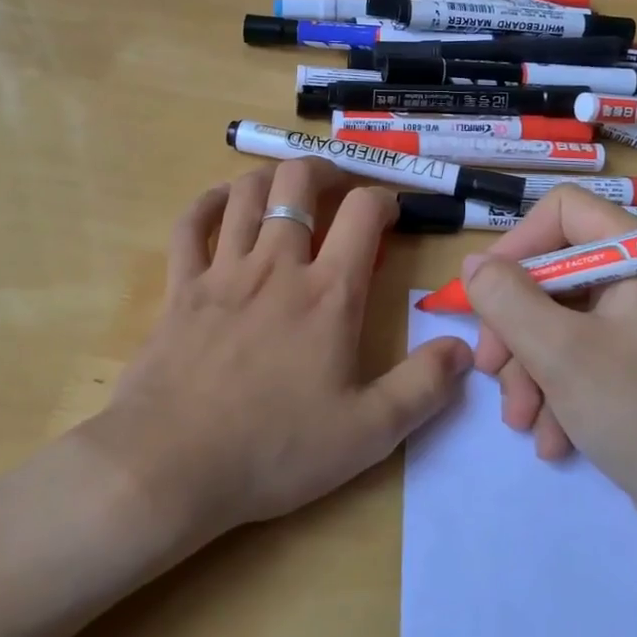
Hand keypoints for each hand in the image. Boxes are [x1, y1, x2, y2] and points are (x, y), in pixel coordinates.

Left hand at [87, 162, 473, 543]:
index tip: (391, 212)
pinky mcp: (180, 287)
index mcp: (328, 294)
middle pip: (298, 183)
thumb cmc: (275, 449)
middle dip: (324, 170)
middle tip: (337, 187)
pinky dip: (207, 203)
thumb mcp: (368, 433)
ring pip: (245, 193)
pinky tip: (221, 202)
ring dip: (271, 177)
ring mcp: (222, 271)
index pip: (363, 213)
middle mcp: (276, 265)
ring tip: (287, 188)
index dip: (384, 199)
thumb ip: (423, 387)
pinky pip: (190, 225)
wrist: (171, 465)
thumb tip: (465, 349)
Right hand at [464, 186, 636, 552]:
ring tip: (521, 420)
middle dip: (516, 326)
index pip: (565, 210)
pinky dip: (559, 389)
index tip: (488, 294)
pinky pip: (584, 355)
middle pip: (556, 273)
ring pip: (562, 320)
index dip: (518, 244)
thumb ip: (506, 298)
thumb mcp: (559, 352)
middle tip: (490, 369)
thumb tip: (474, 263)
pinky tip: (552, 437)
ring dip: (531, 368)